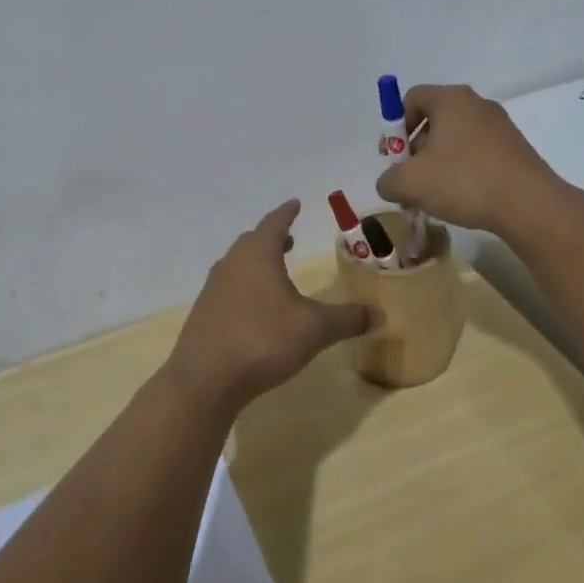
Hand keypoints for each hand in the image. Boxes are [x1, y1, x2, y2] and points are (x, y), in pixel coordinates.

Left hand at [168, 200, 371, 412]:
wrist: (205, 379)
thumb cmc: (263, 339)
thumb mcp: (314, 329)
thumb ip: (347, 319)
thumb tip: (379, 314)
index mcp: (257, 255)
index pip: (274, 223)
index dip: (286, 213)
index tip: (295, 204)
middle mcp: (231, 264)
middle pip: (252, 242)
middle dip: (271, 238)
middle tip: (289, 240)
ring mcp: (213, 289)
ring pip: (237, 265)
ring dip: (256, 264)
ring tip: (275, 274)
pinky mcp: (204, 314)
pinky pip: (228, 289)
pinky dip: (244, 288)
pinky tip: (255, 309)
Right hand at [375, 84, 564, 235]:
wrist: (529, 205)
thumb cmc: (464, 181)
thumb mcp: (410, 183)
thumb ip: (388, 180)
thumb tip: (390, 183)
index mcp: (451, 99)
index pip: (412, 98)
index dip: (396, 126)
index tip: (398, 158)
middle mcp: (477, 104)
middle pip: (435, 119)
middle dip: (417, 149)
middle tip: (413, 179)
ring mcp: (500, 126)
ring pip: (457, 139)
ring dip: (440, 163)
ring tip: (437, 195)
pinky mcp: (516, 149)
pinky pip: (478, 153)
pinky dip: (465, 171)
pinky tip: (464, 198)